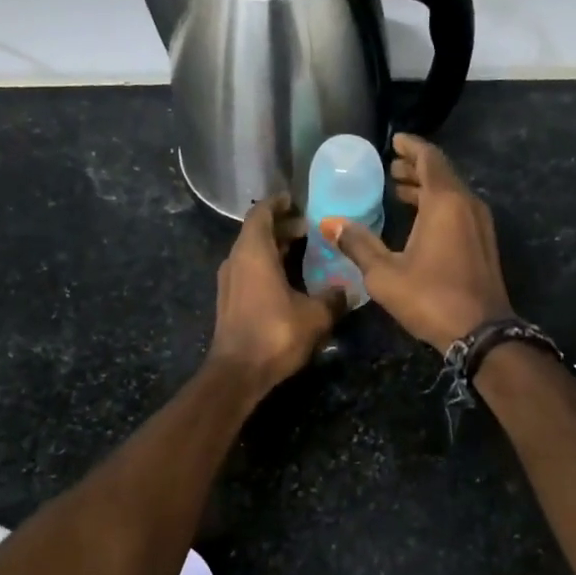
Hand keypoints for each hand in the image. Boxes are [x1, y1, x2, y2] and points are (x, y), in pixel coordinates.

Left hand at [208, 195, 345, 391]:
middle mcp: (236, 260)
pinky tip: (289, 279)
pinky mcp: (229, 300)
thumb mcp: (315, 316)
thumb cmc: (275, 334)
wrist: (238, 373)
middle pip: (257, 232)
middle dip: (282, 227)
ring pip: (252, 252)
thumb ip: (333, 298)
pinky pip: (249, 270)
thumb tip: (346, 290)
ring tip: (302, 251)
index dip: (279, 204)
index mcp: (253, 252)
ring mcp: (229, 281)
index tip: (297, 201)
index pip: (261, 214)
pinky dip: (267, 266)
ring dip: (275, 248)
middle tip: (309, 229)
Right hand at [320, 134, 511, 352]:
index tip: (395, 141)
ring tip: (399, 190)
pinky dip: (438, 205)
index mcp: (445, 202)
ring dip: (427, 188)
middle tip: (391, 167)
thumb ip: (358, 244)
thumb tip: (329, 222)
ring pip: (452, 193)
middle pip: (442, 174)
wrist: (481, 333)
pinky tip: (420, 220)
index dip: (411, 147)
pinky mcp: (483, 243)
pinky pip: (459, 210)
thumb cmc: (430, 298)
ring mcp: (480, 224)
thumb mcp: (385, 273)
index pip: (429, 159)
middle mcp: (467, 205)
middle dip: (416, 168)